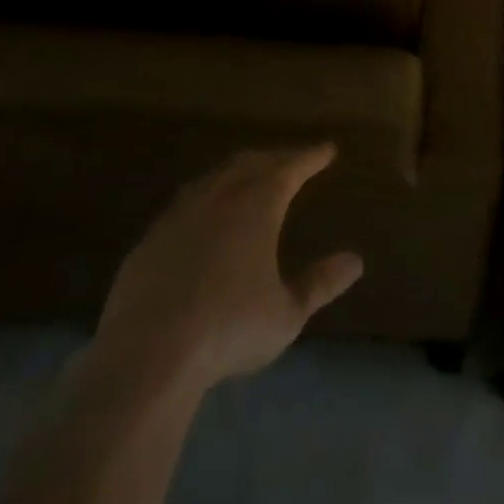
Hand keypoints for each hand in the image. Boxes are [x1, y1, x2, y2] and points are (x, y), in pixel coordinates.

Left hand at [92, 145, 362, 396]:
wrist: (148, 353)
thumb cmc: (229, 328)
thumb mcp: (286, 313)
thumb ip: (320, 284)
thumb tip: (355, 261)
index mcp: (258, 204)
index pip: (291, 167)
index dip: (311, 156)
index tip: (328, 149)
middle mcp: (220, 196)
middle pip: (252, 163)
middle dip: (275, 157)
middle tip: (291, 159)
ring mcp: (180, 214)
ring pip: (215, 177)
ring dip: (237, 172)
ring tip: (249, 177)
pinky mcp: (150, 239)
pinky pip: (184, 205)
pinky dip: (204, 199)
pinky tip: (202, 218)